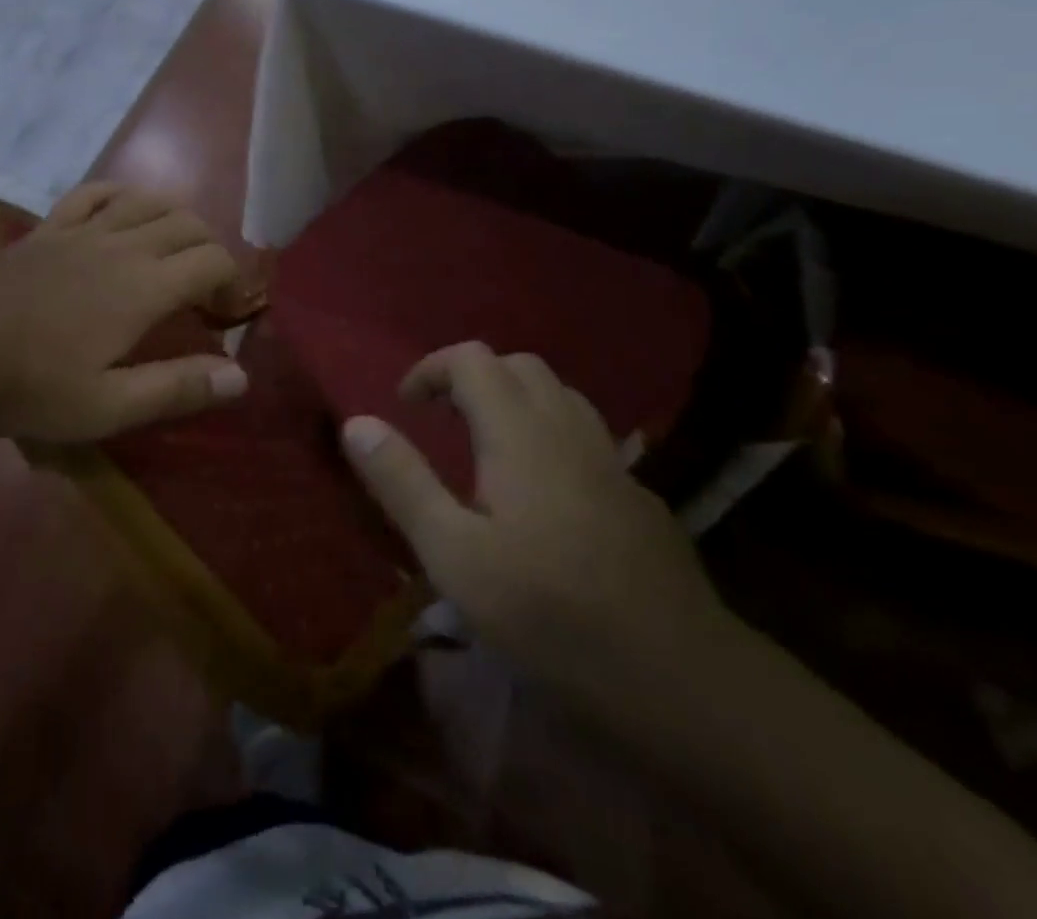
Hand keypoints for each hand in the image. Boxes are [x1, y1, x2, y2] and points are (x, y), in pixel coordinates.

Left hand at [0, 183, 248, 442]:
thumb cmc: (30, 385)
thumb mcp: (109, 406)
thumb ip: (178, 389)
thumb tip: (242, 378)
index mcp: (144, 286)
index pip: (212, 260)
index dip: (232, 281)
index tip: (225, 314)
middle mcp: (122, 245)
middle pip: (187, 223)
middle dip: (210, 248)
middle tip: (206, 288)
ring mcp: (81, 230)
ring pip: (147, 200)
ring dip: (175, 217)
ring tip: (176, 247)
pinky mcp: (48, 229)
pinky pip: (93, 192)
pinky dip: (120, 194)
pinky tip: (123, 210)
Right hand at [341, 342, 733, 697]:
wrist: (681, 678)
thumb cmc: (550, 614)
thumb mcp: (454, 555)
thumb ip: (402, 482)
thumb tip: (356, 422)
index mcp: (520, 432)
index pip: (472, 359)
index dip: (431, 369)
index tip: (406, 406)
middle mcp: (568, 428)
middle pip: (519, 366)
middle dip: (473, 378)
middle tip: (442, 421)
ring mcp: (612, 460)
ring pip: (560, 396)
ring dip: (515, 401)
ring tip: (489, 447)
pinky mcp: (639, 495)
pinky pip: (587, 436)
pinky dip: (552, 435)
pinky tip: (547, 494)